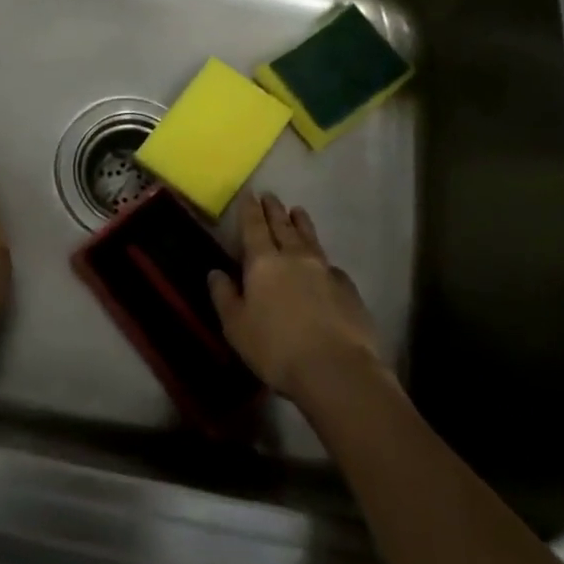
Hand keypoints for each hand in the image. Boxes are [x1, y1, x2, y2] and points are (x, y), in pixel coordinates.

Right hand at [208, 193, 384, 402]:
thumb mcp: (236, 327)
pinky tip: (325, 264)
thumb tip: (215, 272)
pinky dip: (323, 259)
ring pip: (310, 239)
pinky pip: (331, 266)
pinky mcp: (348, 290)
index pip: (254, 226)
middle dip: (274, 210)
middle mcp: (294, 257)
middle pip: (283, 226)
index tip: (250, 193)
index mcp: (263, 262)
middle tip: (270, 195)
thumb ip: (224, 296)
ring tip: (298, 211)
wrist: (336, 369)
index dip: (250, 209)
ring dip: (301, 223)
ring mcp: (325, 271)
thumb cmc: (276, 348)